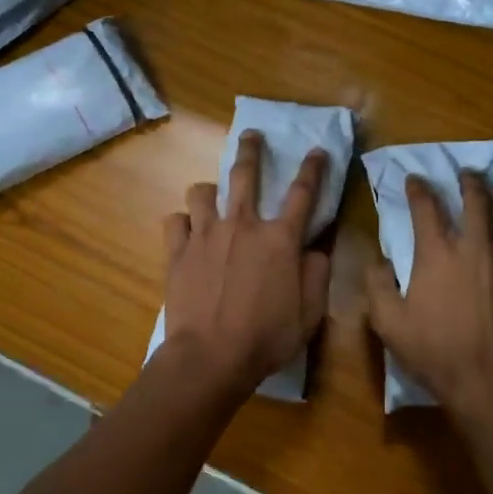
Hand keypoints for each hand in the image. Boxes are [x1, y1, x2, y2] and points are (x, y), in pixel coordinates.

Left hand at [160, 131, 331, 392]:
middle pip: (245, 175)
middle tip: (251, 135)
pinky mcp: (177, 251)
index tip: (317, 150)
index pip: (303, 193)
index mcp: (279, 239)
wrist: (210, 357)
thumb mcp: (309, 312)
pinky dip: (182, 222)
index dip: (313, 168)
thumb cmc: (266, 337)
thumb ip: (317, 275)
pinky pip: (175, 221)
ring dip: (208, 190)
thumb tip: (315, 251)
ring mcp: (205, 235)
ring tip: (210, 196)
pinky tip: (186, 231)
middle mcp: (242, 225)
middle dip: (250, 150)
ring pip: (201, 192)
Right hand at [365, 170, 492, 417]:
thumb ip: (377, 286)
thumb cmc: (434, 351)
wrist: (487, 381)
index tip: (414, 179)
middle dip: (470, 181)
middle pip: (477, 198)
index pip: (426, 206)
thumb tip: (378, 261)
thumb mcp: (388, 323)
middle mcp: (475, 246)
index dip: (418, 188)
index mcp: (437, 253)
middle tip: (466, 175)